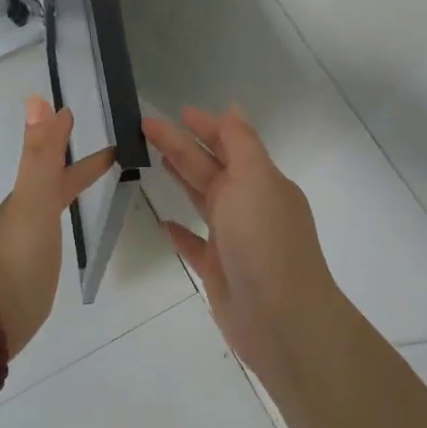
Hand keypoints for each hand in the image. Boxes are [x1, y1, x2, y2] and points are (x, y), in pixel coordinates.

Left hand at [0, 96, 117, 352]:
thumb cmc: (15, 257)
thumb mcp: (33, 200)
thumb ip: (40, 155)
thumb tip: (38, 99)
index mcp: (28, 195)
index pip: (53, 159)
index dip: (65, 137)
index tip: (78, 113)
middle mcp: (25, 214)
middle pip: (54, 182)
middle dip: (79, 166)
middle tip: (112, 154)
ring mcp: (26, 244)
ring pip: (50, 207)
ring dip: (68, 191)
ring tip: (92, 188)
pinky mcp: (30, 273)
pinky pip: (49, 235)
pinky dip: (61, 223)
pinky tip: (63, 237)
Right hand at [143, 107, 348, 390]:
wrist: (280, 319)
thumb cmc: (265, 240)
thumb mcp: (255, 179)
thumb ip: (241, 143)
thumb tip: (232, 108)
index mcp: (260, 181)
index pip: (230, 143)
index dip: (205, 126)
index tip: (178, 111)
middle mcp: (248, 205)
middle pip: (208, 167)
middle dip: (180, 144)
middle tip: (146, 126)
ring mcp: (233, 239)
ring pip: (202, 199)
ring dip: (182, 177)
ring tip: (155, 159)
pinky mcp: (218, 269)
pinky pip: (194, 244)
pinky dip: (179, 231)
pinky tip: (163, 222)